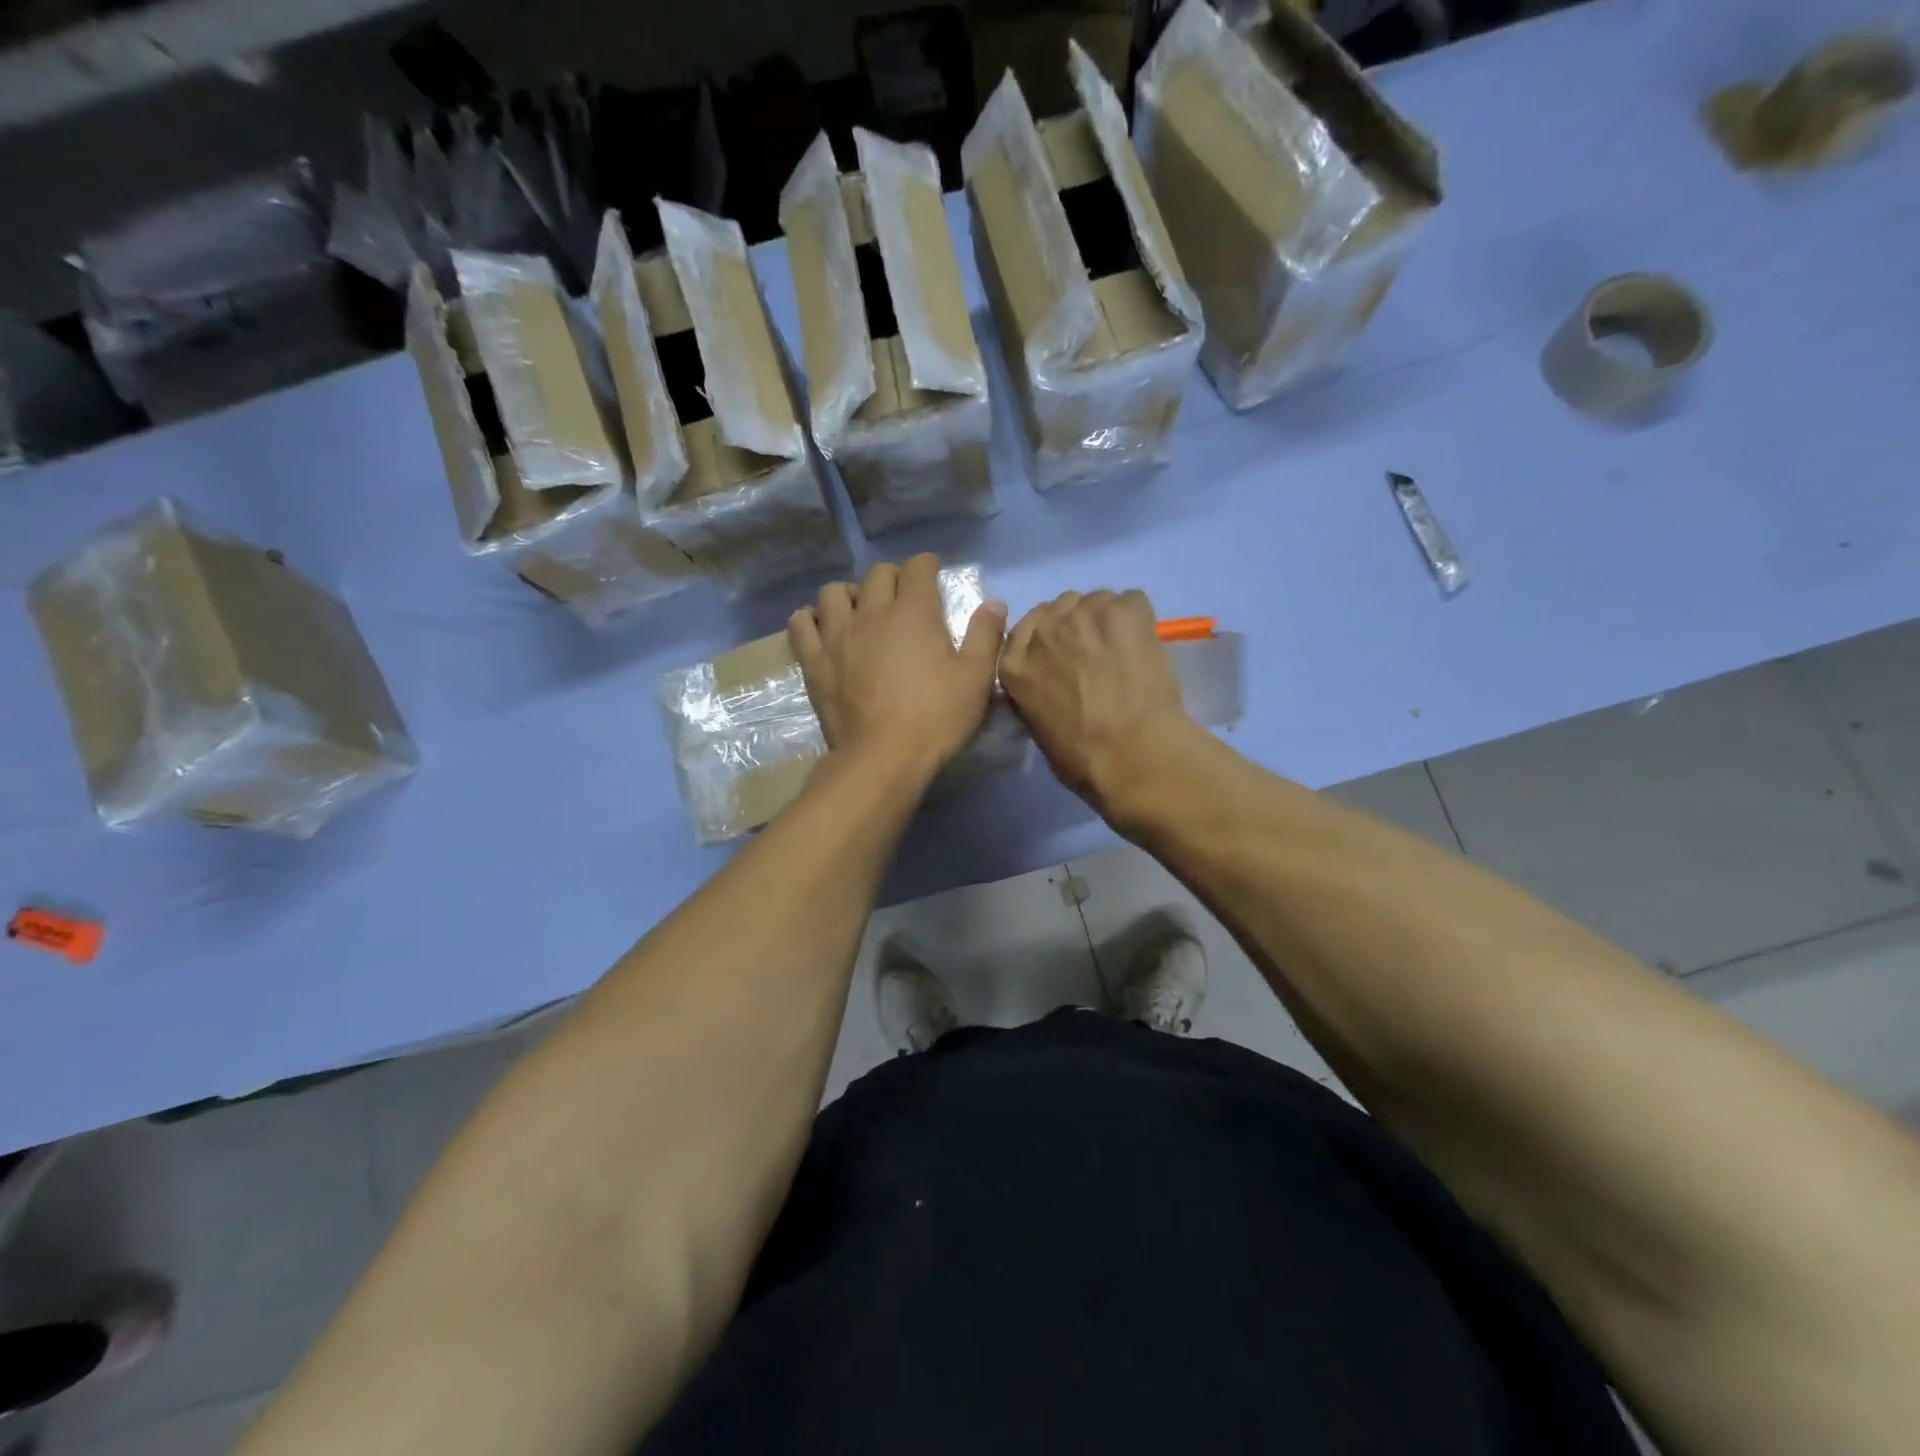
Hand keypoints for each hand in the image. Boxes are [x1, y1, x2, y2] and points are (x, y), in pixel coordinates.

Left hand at [789, 555, 1007, 785]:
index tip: (933, 573)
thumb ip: (985, 635)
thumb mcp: (976, 679)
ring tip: (861, 611)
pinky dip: (811, 619)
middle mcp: (872, 613)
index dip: (927, 565)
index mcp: (914, 612)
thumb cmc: (936, 718)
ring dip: (850, 594)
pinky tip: (823, 629)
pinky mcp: (814, 662)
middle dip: (893, 577)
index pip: (917, 568)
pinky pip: (801, 624)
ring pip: (834, 592)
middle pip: (876, 575)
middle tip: (903, 596)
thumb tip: (994, 602)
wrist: (883, 758)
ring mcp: (837, 636)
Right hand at [1000, 589, 1199, 819]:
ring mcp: (1084, 614)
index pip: (1024, 630)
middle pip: (1059, 607)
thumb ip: (1036, 692)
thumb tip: (1054, 684)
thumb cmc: (1083, 758)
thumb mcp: (1038, 727)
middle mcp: (1044, 630)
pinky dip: (1138, 619)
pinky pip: (1131, 601)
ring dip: (1106, 620)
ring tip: (1124, 651)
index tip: (1064, 655)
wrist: (1134, 754)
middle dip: (1076, 625)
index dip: (1048, 639)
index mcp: (1014, 665)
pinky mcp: (1125, 610)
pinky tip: (1144, 647)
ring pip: (1096, 600)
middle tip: (1096, 654)